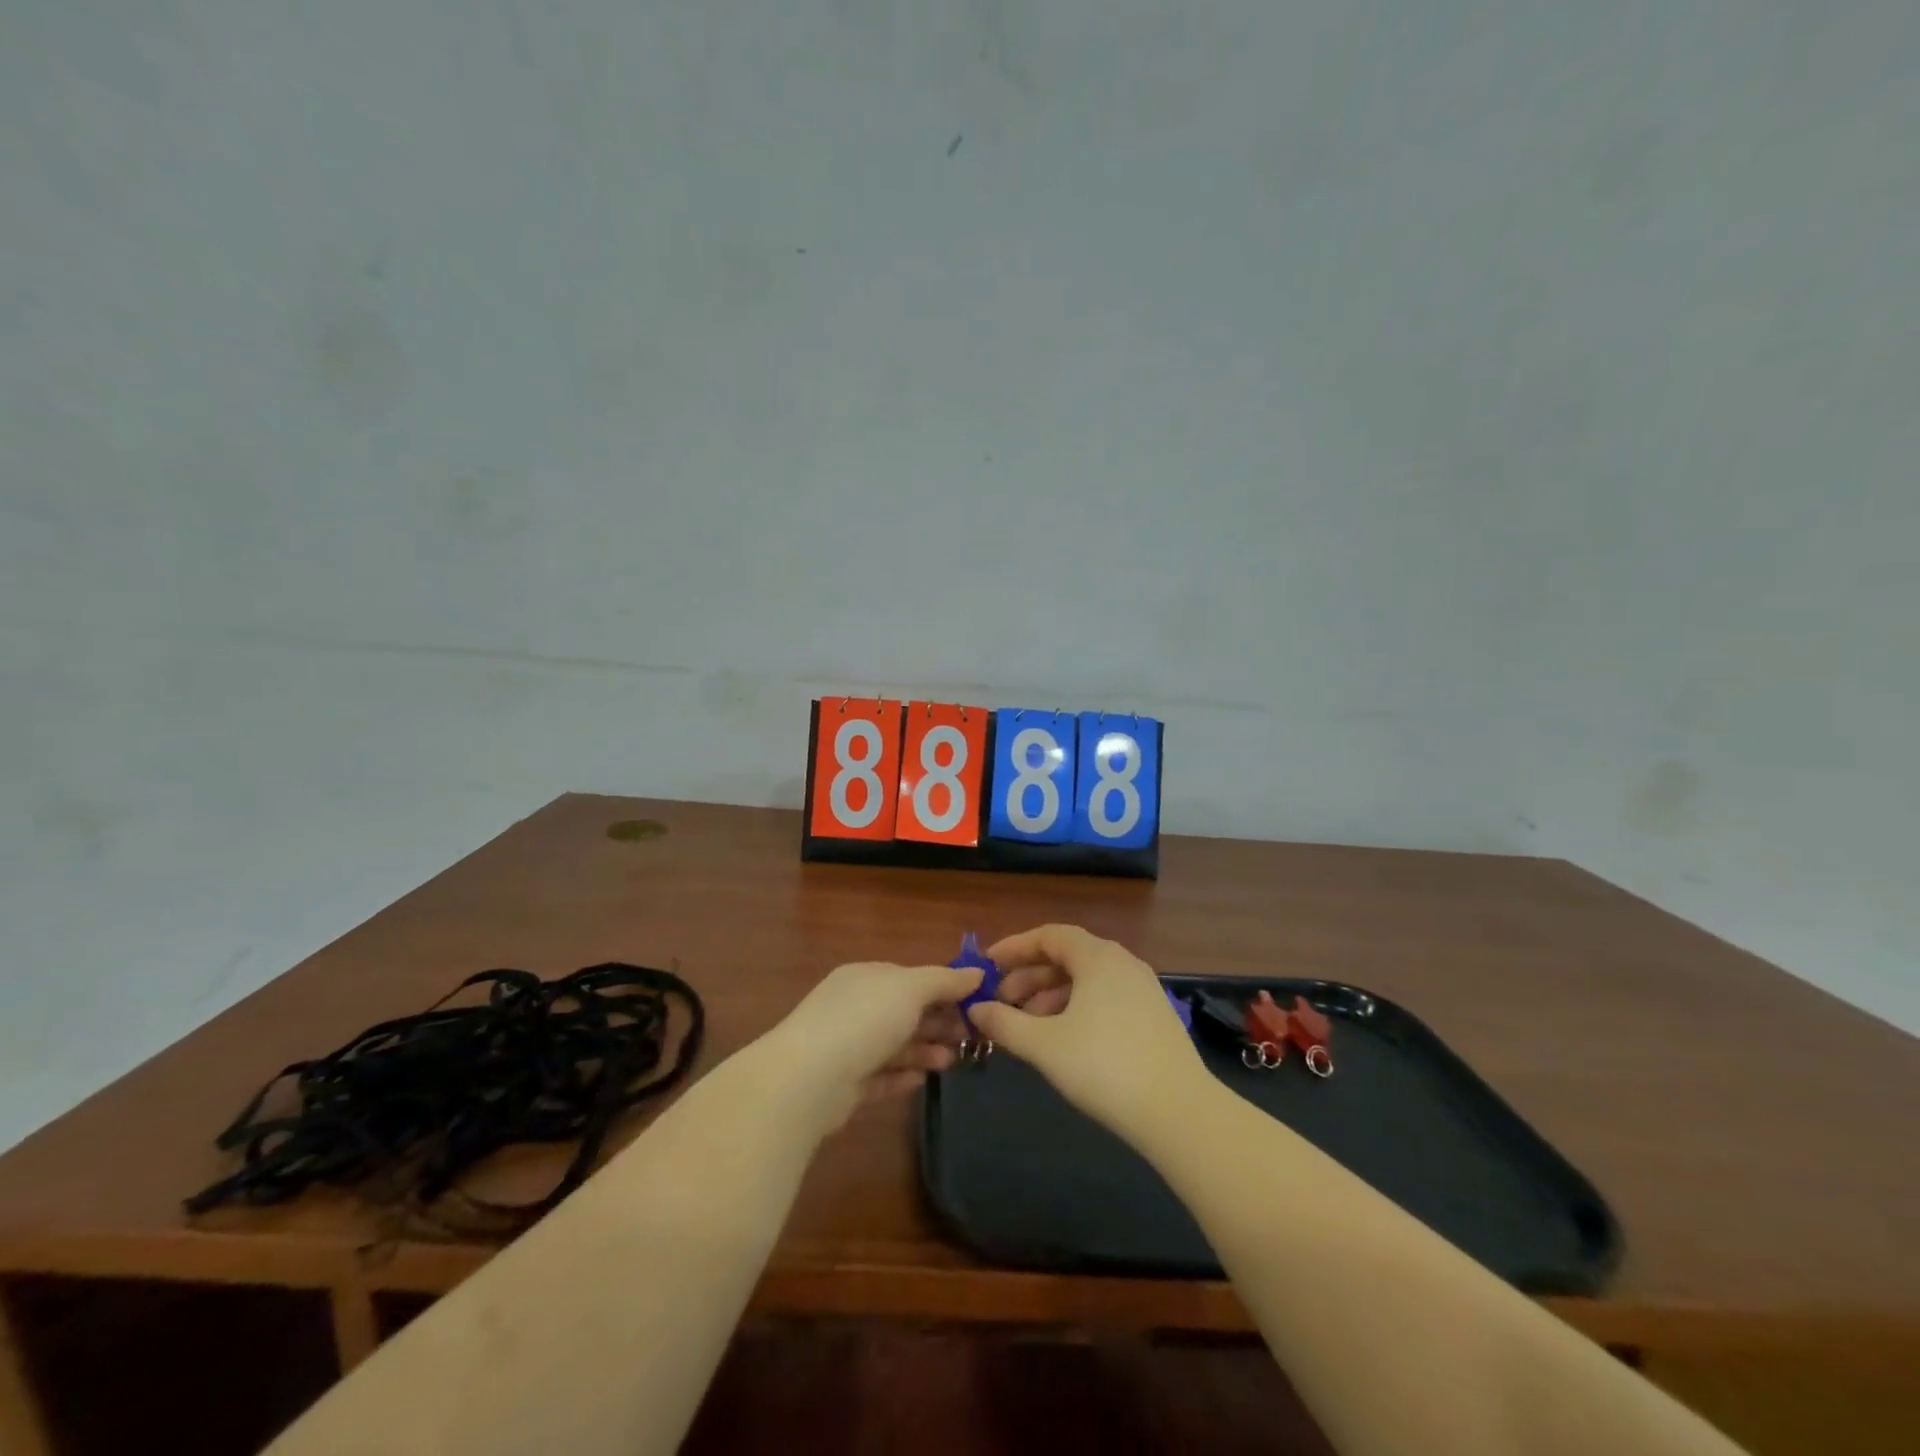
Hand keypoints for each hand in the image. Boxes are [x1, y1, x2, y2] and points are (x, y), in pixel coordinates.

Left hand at [764, 961, 980, 1130]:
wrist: (810, 1078)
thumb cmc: (865, 1019)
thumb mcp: (911, 988)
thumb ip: (945, 980)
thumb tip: (978, 973)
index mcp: (866, 977)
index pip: (910, 978)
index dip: (944, 989)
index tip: (976, 1004)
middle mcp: (855, 1007)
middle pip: (905, 1012)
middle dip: (938, 1022)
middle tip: (970, 1037)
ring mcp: (847, 1046)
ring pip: (895, 1045)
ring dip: (925, 1050)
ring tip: (952, 1061)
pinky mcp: (844, 1084)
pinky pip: (880, 1076)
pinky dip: (902, 1076)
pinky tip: (923, 1080)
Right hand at [968, 925, 1208, 1142]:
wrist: (1179, 1111)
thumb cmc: (1104, 1067)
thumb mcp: (1044, 1045)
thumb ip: (1004, 1023)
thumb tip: (976, 1008)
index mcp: (1097, 957)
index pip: (1049, 935)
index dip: (1015, 947)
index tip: (988, 965)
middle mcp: (1122, 963)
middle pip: (1067, 957)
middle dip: (1030, 976)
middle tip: (1001, 1001)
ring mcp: (1143, 989)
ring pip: (1086, 980)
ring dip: (1051, 995)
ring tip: (1026, 1025)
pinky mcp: (1154, 1016)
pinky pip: (1105, 998)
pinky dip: (1076, 1008)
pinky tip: (1061, 1039)